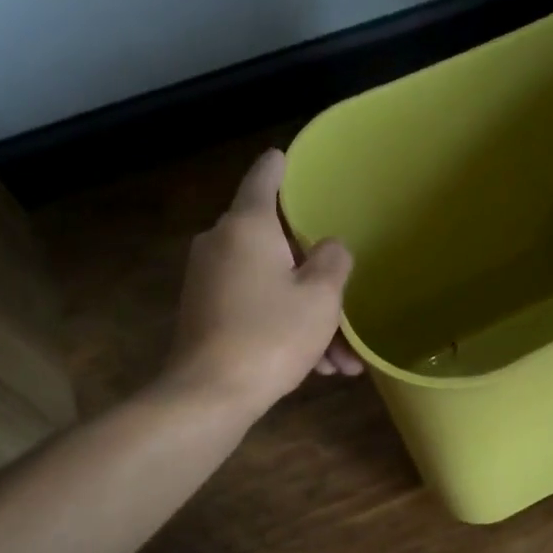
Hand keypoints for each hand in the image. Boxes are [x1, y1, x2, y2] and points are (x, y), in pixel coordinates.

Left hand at [165, 149, 362, 410]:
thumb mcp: (321, 297)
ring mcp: (209, 279)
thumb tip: (328, 248)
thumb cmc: (271, 335)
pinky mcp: (205, 312)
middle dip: (317, 275)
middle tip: (346, 301)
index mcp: (247, 226)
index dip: (280, 166)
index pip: (264, 178)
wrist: (209, 395)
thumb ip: (333, 261)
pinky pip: (255, 306)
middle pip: (277, 243)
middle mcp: (221, 244)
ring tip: (341, 359)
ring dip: (308, 314)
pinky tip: (317, 367)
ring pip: (272, 283)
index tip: (287, 157)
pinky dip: (284, 326)